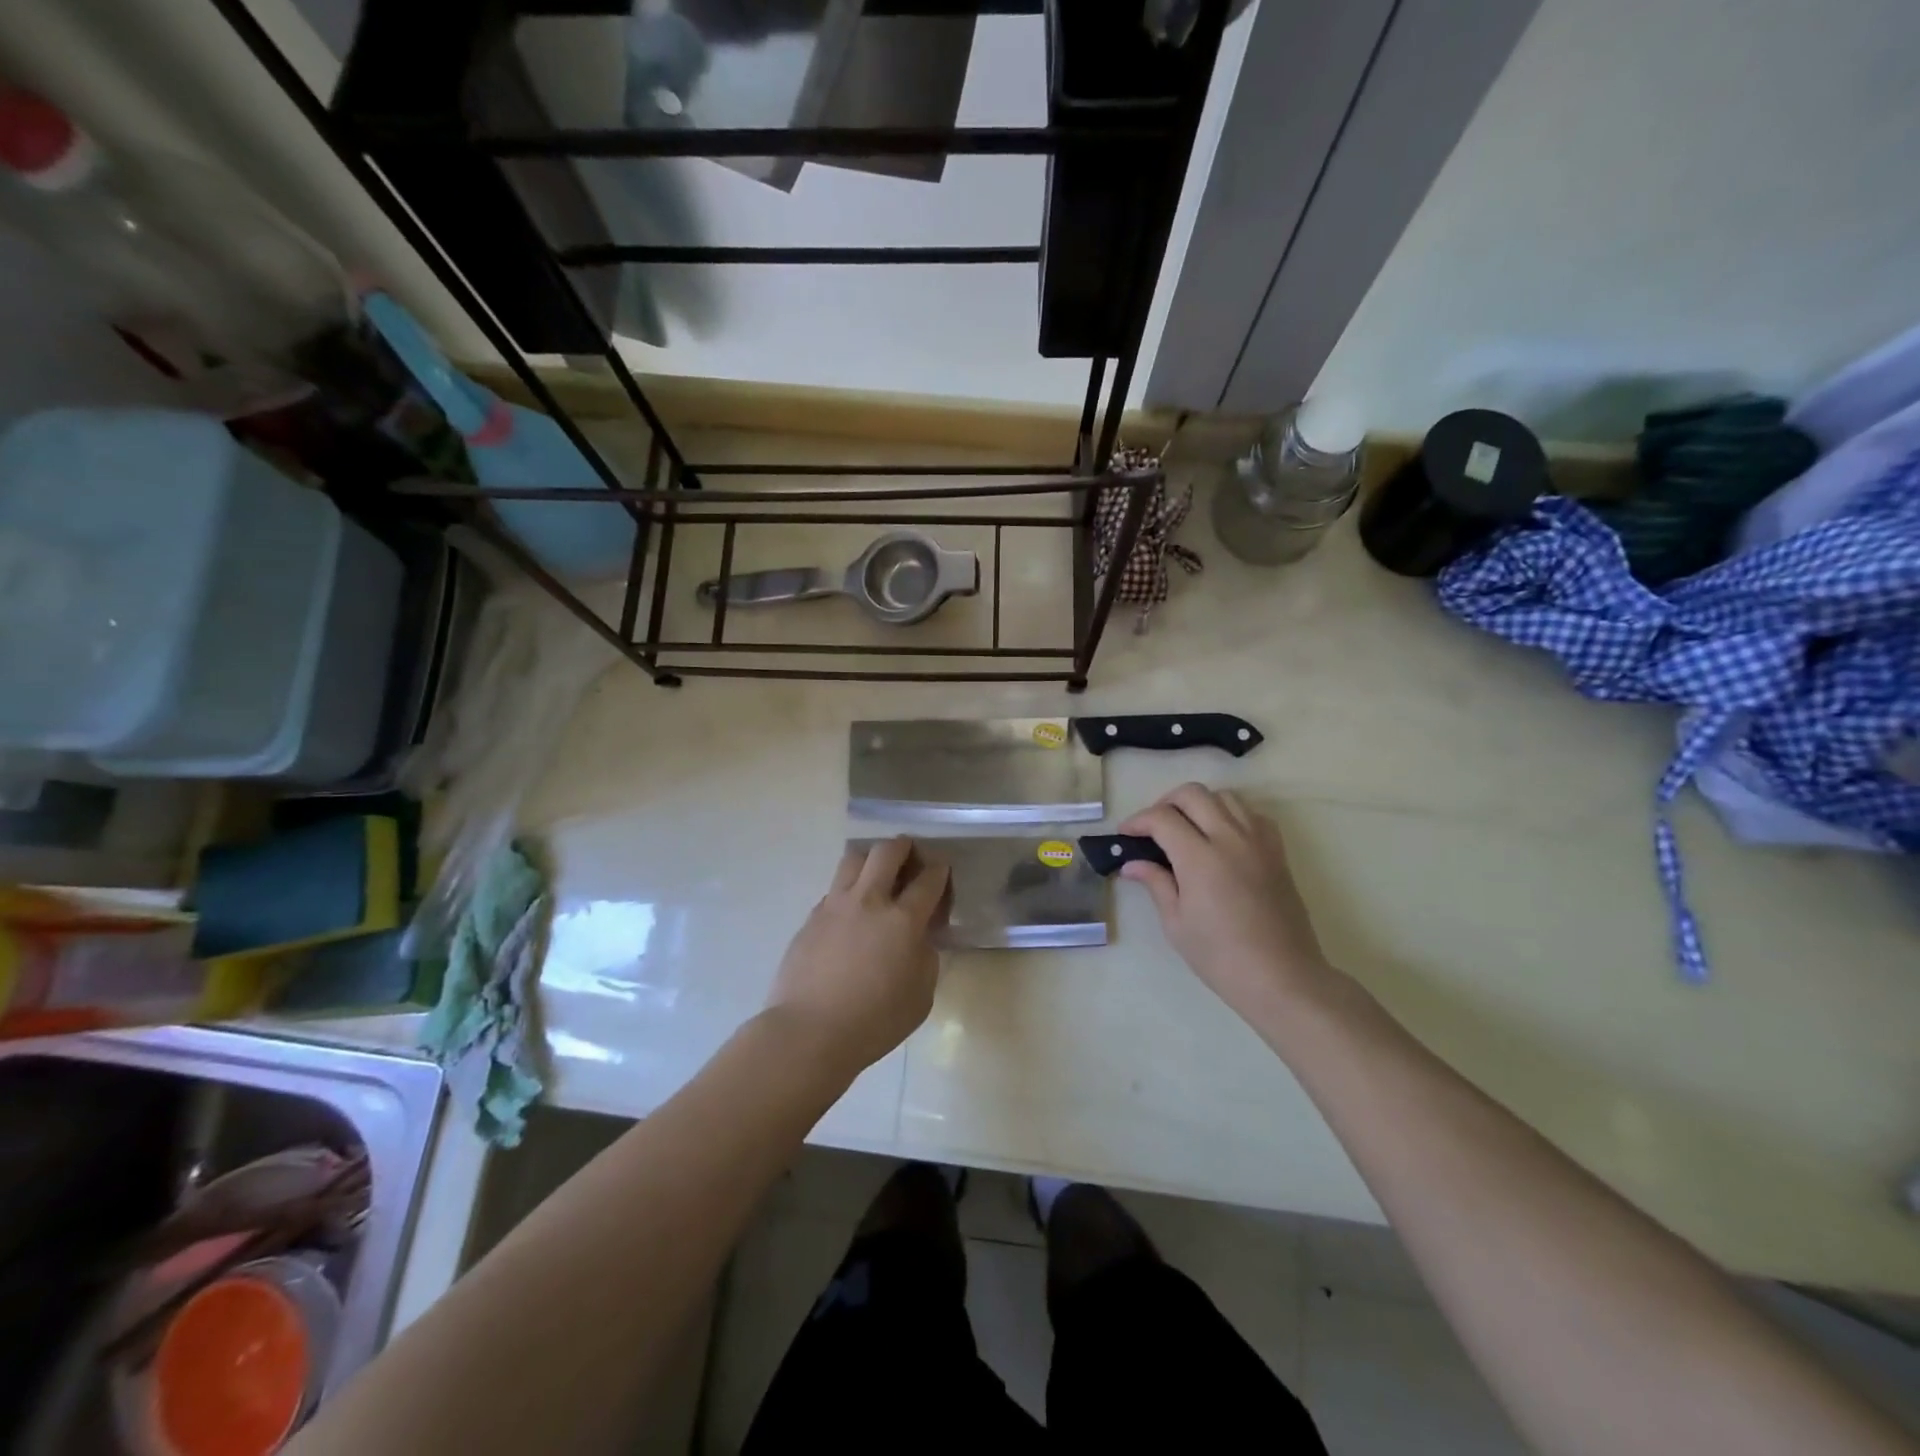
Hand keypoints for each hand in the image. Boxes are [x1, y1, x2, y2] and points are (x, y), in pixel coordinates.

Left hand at [764, 838, 951, 1075]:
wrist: (808, 1032)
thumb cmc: (874, 1021)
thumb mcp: (921, 996)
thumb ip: (926, 958)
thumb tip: (919, 939)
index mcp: (902, 919)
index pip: (928, 880)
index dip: (939, 871)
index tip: (941, 871)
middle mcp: (869, 901)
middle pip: (886, 852)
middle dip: (903, 847)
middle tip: (910, 856)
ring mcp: (834, 905)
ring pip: (853, 858)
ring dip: (870, 858)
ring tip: (876, 874)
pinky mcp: (810, 918)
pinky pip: (833, 889)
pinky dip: (848, 890)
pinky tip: (850, 913)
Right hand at [1118, 784, 1336, 1023]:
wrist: (1282, 977)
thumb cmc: (1221, 957)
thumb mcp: (1176, 923)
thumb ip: (1156, 884)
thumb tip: (1132, 864)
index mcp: (1199, 858)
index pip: (1162, 818)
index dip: (1138, 821)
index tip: (1126, 834)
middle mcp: (1230, 838)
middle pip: (1193, 794)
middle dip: (1166, 803)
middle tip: (1153, 827)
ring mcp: (1258, 842)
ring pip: (1225, 797)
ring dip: (1199, 804)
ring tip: (1186, 827)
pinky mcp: (1277, 851)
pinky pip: (1252, 814)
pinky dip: (1231, 814)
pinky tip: (1222, 837)